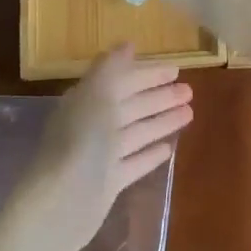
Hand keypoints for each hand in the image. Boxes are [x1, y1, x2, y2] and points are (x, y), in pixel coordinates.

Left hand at [19, 46, 194, 250]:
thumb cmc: (80, 142)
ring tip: (189, 113)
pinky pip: (134, 162)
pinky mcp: (109, 183)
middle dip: (160, 96)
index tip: (176, 69)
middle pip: (132, 106)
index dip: (148, 74)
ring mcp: (101, 155)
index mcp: (88, 101)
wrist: (61, 204)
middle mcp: (93, 125)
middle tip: (189, 91)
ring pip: (137, 132)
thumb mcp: (96, 95)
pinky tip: (169, 149)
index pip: (123, 81)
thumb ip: (111, 68)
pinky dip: (150, 154)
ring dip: (162, 121)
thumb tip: (128, 45)